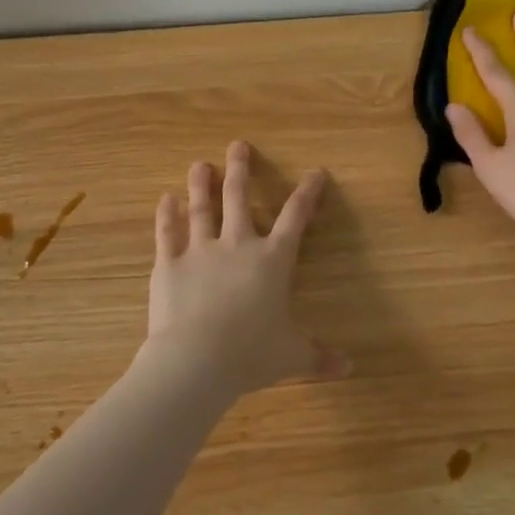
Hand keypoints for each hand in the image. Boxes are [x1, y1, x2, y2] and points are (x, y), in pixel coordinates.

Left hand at [140, 141, 349, 397]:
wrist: (196, 361)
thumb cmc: (251, 354)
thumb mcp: (292, 357)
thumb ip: (319, 358)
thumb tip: (349, 369)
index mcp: (273, 261)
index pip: (296, 218)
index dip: (307, 193)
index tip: (315, 172)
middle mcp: (238, 245)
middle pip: (240, 199)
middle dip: (241, 170)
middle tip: (238, 145)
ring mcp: (200, 251)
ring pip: (202, 209)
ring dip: (202, 184)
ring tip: (200, 164)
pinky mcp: (169, 264)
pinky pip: (168, 233)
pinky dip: (167, 215)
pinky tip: (165, 199)